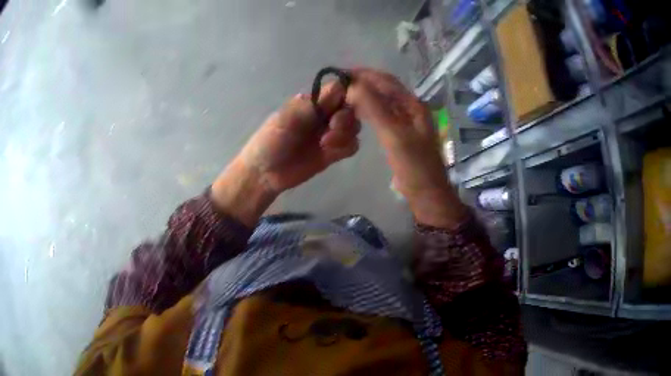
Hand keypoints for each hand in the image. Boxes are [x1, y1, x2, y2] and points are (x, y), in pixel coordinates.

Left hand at [211, 82, 359, 225]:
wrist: (265, 174)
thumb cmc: (271, 142)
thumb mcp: (288, 119)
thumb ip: (313, 104)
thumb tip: (338, 86)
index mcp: (311, 102)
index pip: (338, 90)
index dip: (346, 95)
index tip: (341, 105)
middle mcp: (323, 115)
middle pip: (350, 108)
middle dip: (345, 118)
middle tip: (331, 128)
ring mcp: (329, 133)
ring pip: (354, 126)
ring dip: (345, 133)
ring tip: (326, 144)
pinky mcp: (333, 152)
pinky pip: (352, 145)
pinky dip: (346, 146)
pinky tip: (330, 153)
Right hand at [345, 68, 467, 227]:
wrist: (427, 193)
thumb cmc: (413, 165)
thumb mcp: (394, 135)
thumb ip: (374, 108)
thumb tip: (352, 86)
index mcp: (413, 105)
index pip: (386, 81)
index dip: (363, 74)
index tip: (340, 73)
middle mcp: (411, 107)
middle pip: (385, 87)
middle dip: (362, 82)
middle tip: (339, 83)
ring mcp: (407, 120)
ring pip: (383, 100)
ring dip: (364, 94)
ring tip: (344, 95)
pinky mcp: (401, 132)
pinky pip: (382, 113)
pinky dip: (368, 108)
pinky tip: (357, 111)